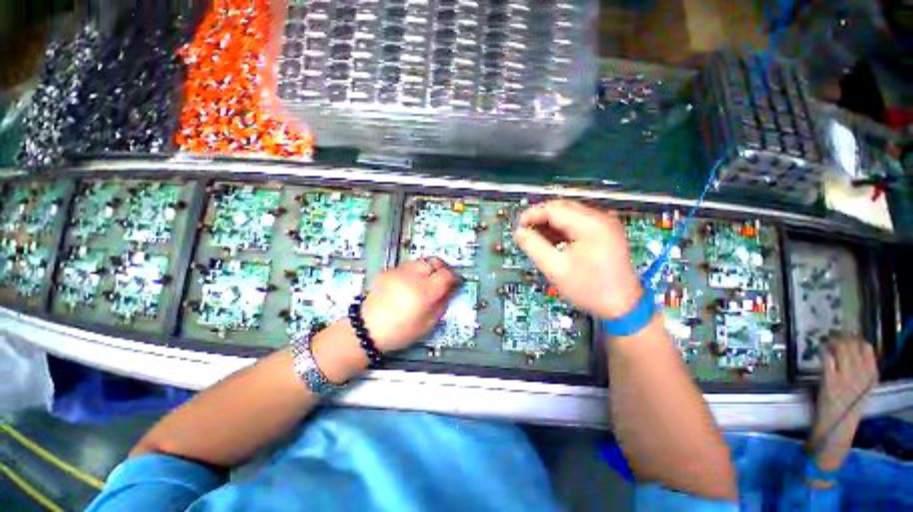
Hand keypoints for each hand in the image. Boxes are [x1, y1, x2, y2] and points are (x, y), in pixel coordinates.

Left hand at [361, 257, 460, 351]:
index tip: (456, 283)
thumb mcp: (427, 324)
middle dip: (442, 268)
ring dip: (428, 268)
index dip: (454, 277)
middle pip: (434, 261)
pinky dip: (413, 271)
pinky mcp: (388, 271)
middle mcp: (413, 276)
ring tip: (426, 281)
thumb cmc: (400, 331)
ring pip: (421, 261)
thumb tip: (451, 291)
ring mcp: (398, 271)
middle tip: (443, 279)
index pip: (446, 274)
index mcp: (424, 291)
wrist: (366, 329)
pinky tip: (409, 284)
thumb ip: (442, 304)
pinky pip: (407, 266)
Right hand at [513, 200, 641, 319]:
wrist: (622, 306)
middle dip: (540, 217)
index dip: (532, 215)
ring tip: (536, 238)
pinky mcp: (605, 232)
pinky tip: (552, 241)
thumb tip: (519, 232)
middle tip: (525, 232)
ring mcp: (605, 224)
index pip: (554, 209)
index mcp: (590, 225)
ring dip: (550, 223)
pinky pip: (578, 222)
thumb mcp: (556, 269)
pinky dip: (562, 228)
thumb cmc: (589, 289)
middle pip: (562, 207)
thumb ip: (534, 247)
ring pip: (569, 213)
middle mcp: (600, 218)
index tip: (518, 227)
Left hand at [809, 338, 878, 470]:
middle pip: (852, 345)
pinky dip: (823, 352)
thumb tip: (852, 351)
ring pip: (840, 349)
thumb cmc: (847, 409)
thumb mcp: (862, 388)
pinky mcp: (830, 380)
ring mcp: (846, 376)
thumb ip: (861, 371)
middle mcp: (862, 374)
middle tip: (832, 338)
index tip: (847, 338)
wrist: (837, 428)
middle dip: (841, 339)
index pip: (867, 348)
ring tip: (826, 344)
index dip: (855, 340)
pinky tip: (820, 352)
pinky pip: (827, 359)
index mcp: (872, 376)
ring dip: (831, 343)